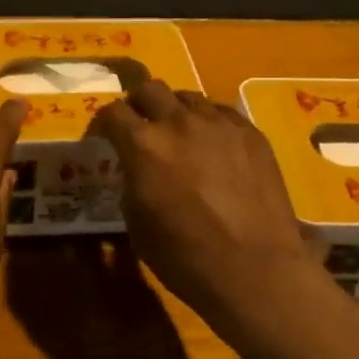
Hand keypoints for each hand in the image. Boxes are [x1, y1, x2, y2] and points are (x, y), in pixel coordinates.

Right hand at [90, 81, 322, 327]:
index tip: (103, 137)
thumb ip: (132, 184)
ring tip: (180, 137)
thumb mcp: (138, 225)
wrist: (256, 270)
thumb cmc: (186, 258)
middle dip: (138, 104)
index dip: (102, 122)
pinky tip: (214, 148)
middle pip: (150, 89)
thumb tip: (137, 170)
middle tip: (140, 127)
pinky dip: (209, 123)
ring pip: (188, 97)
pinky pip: (222, 112)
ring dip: (176, 112)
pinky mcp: (251, 133)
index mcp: (144, 146)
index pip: (112, 111)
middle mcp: (179, 122)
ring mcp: (220, 123)